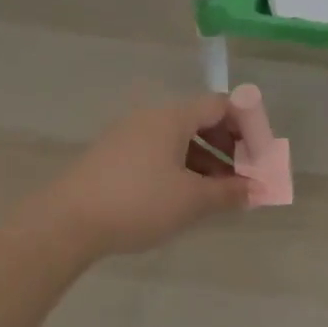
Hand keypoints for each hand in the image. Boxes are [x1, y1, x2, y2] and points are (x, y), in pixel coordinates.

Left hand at [46, 92, 250, 255]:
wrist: (67, 221)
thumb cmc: (138, 202)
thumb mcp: (191, 200)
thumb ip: (228, 192)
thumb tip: (256, 189)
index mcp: (172, 117)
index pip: (221, 105)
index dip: (248, 127)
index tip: (260, 157)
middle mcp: (150, 118)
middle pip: (200, 120)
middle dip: (228, 147)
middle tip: (243, 177)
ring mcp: (128, 135)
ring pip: (178, 139)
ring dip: (205, 161)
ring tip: (218, 193)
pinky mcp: (113, 156)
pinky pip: (158, 152)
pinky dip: (181, 167)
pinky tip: (185, 196)